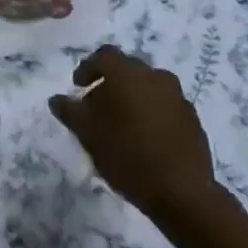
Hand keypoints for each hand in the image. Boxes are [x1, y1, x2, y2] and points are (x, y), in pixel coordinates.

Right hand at [49, 46, 216, 222]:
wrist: (181, 190)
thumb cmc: (127, 155)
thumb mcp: (88, 134)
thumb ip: (70, 112)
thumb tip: (56, 99)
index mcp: (126, 73)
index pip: (103, 56)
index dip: (87, 69)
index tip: (78, 87)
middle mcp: (153, 75)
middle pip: (126, 69)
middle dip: (110, 83)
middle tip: (97, 107)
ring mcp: (176, 95)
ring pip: (147, 86)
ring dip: (132, 97)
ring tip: (122, 123)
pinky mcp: (191, 116)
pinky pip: (164, 104)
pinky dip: (151, 111)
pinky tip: (145, 136)